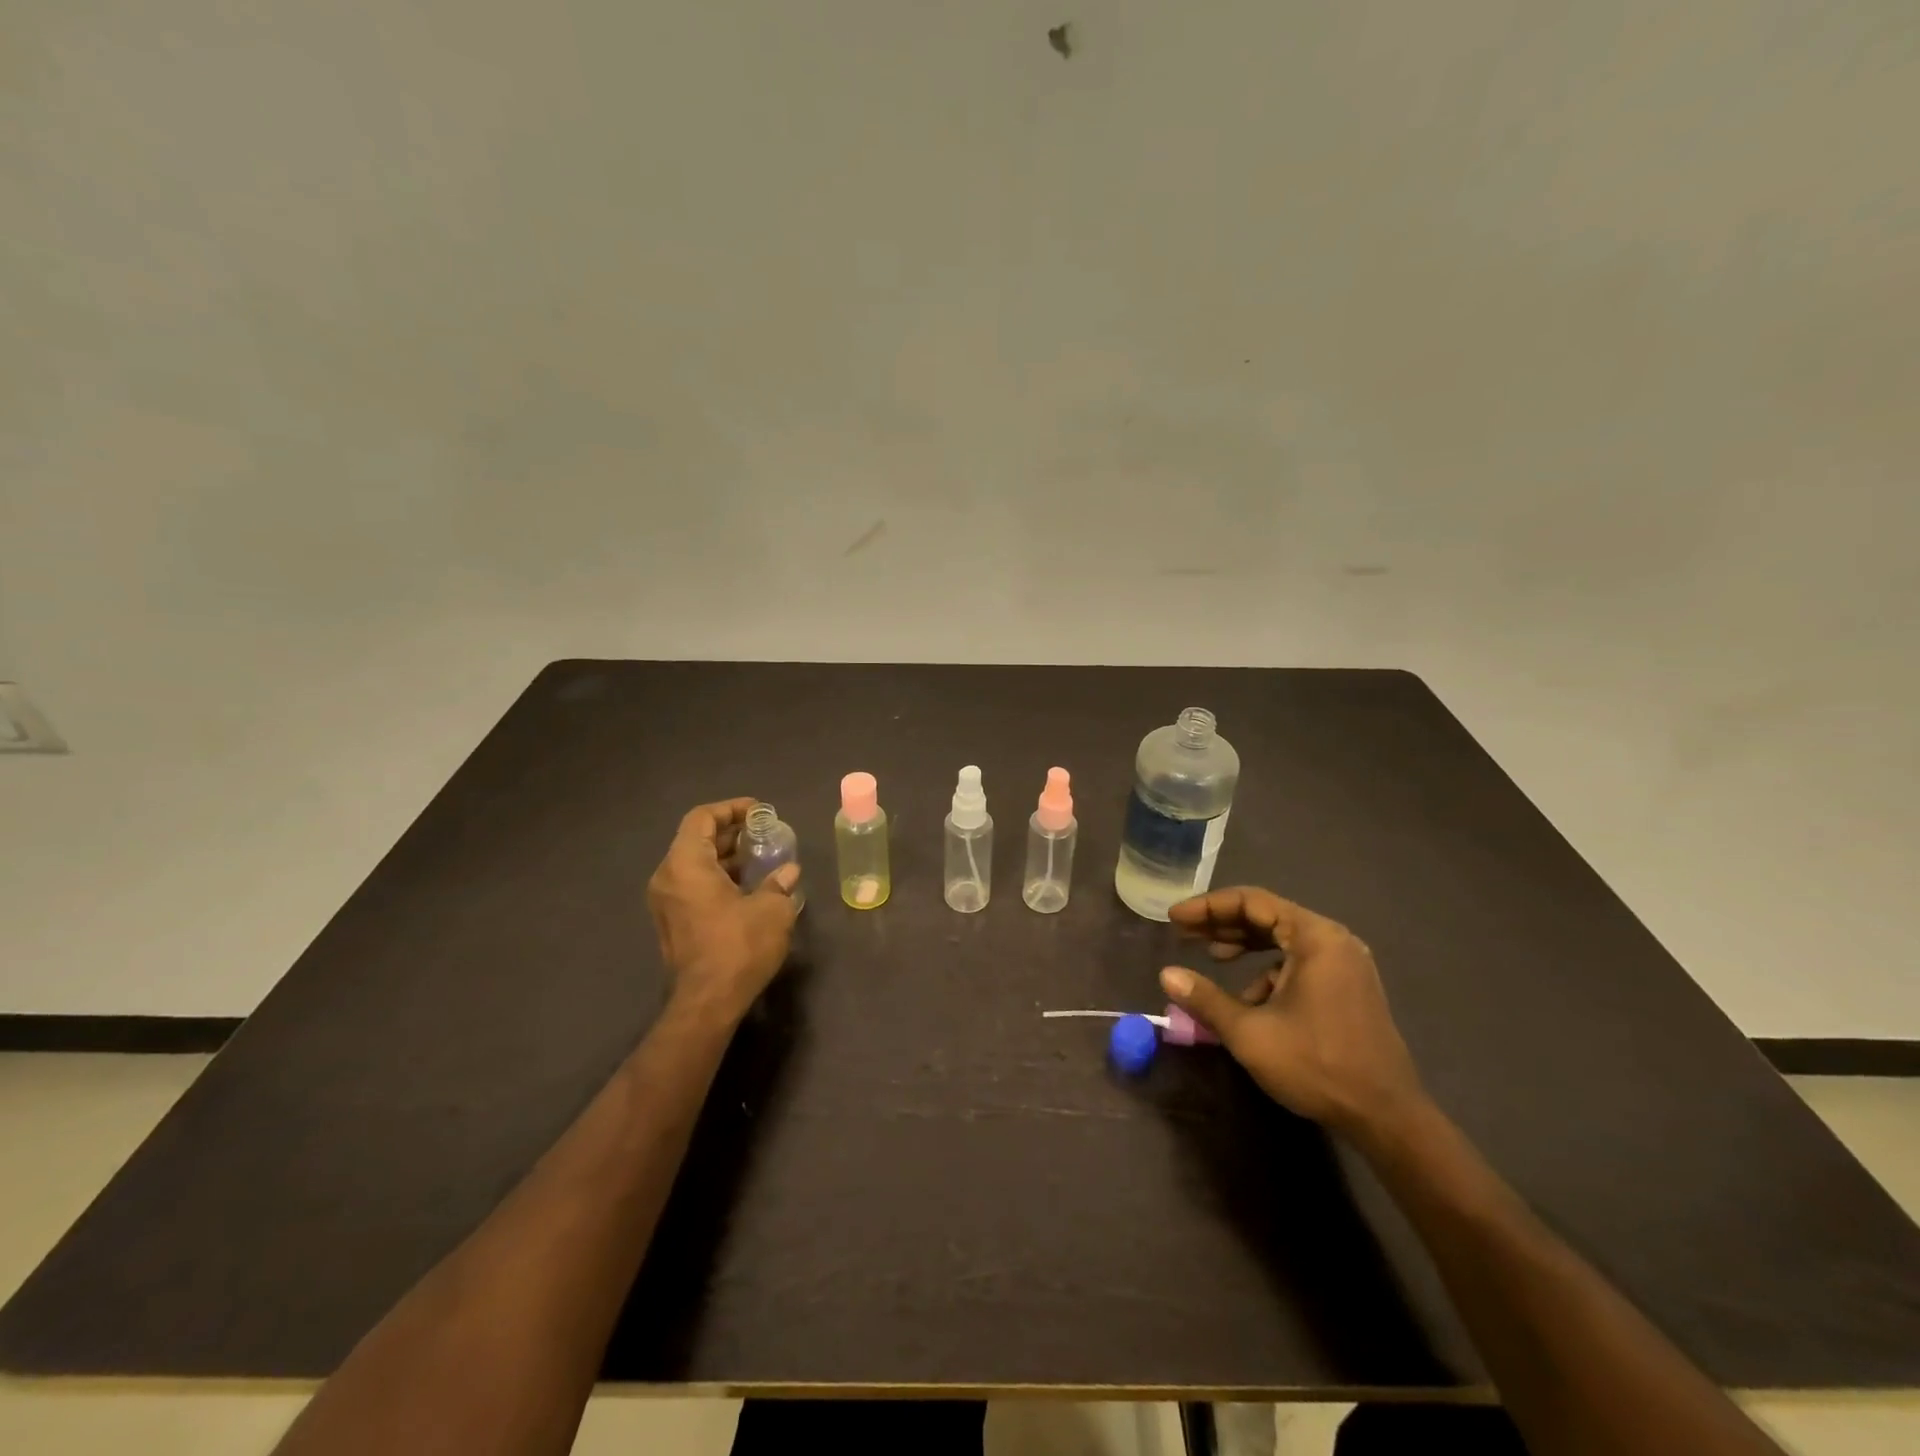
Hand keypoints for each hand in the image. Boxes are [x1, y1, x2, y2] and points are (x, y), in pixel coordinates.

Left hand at [646, 798, 799, 1021]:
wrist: (708, 1002)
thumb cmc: (739, 946)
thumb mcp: (772, 909)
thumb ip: (779, 883)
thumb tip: (788, 871)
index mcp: (685, 864)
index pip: (702, 818)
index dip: (731, 809)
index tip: (760, 812)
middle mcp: (667, 878)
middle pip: (696, 839)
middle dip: (731, 833)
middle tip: (764, 834)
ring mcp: (665, 902)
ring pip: (694, 864)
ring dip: (725, 857)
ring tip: (761, 859)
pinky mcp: (671, 923)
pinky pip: (692, 886)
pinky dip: (717, 878)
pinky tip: (748, 887)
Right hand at [1159, 886, 1425, 1137]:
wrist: (1387, 1118)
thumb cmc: (1317, 1065)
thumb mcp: (1250, 1033)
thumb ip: (1205, 999)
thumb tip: (1166, 975)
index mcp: (1315, 938)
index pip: (1252, 902)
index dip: (1208, 906)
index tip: (1175, 918)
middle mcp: (1334, 941)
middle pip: (1268, 916)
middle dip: (1223, 924)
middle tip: (1185, 933)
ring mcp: (1345, 965)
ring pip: (1283, 939)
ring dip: (1245, 946)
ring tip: (1212, 958)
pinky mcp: (1349, 988)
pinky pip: (1299, 962)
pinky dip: (1268, 970)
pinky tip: (1250, 999)